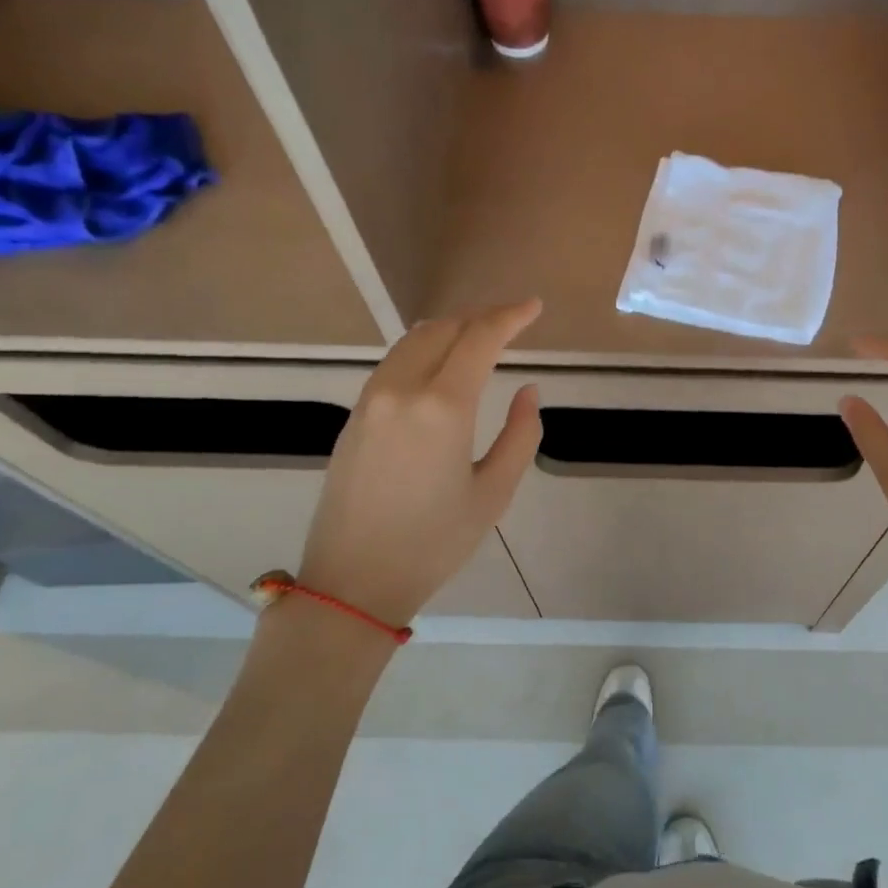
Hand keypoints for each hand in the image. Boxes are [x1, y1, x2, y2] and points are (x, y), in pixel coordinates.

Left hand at [298, 301, 541, 626]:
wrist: (354, 580)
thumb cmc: (435, 542)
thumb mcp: (494, 492)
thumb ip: (520, 434)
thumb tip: (527, 391)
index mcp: (443, 407)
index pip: (479, 339)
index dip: (510, 317)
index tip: (533, 307)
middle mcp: (402, 390)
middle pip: (442, 330)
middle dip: (480, 318)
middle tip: (511, 323)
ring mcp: (371, 400)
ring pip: (412, 342)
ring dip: (449, 331)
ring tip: (478, 338)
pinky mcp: (355, 417)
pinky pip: (393, 364)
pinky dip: (423, 351)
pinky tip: (440, 367)